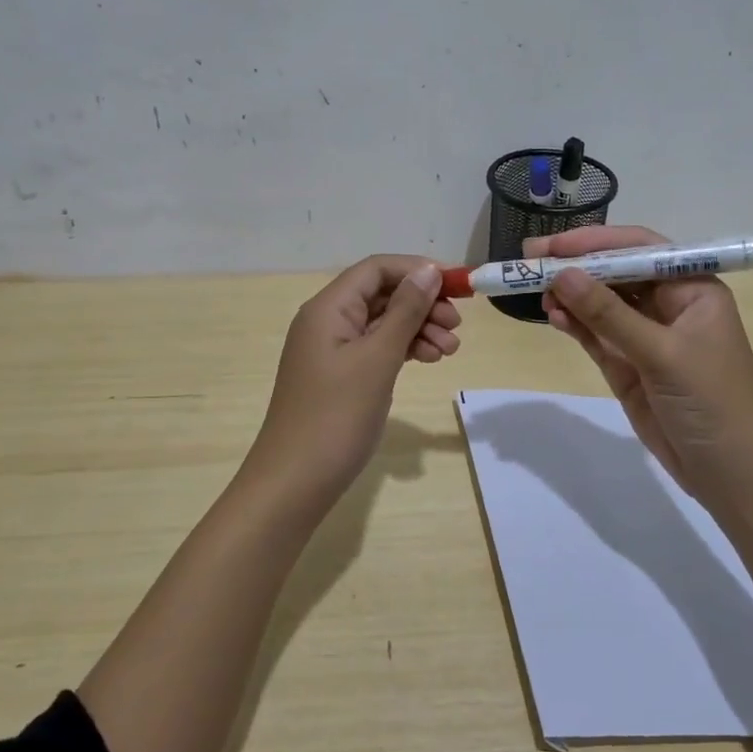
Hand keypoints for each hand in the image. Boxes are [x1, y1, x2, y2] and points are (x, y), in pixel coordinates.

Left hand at [243, 256, 460, 499]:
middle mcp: (327, 321)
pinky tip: (428, 359)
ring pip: (382, 323)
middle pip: (381, 294)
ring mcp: (333, 350)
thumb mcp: (377, 359)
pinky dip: (404, 349)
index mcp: (328, 308)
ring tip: (450, 351)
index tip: (457, 287)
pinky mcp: (340, 375)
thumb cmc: (336, 416)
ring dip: (418, 328)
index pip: (377, 269)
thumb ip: (405, 312)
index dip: (417, 270)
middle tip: (457, 326)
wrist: (295, 482)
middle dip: (422, 304)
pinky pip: (377, 348)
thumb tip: (427, 271)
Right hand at [530, 225, 752, 496]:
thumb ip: (609, 315)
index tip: (553, 244)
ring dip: (570, 295)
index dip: (595, 242)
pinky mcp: (629, 366)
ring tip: (536, 291)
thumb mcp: (662, 354)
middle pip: (616, 274)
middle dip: (576, 266)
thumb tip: (562, 275)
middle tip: (529, 258)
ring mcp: (647, 337)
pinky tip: (553, 315)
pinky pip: (596, 335)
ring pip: (601, 304)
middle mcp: (669, 306)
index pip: (640, 250)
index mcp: (693, 289)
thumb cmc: (712, 402)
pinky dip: (574, 324)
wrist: (732, 475)